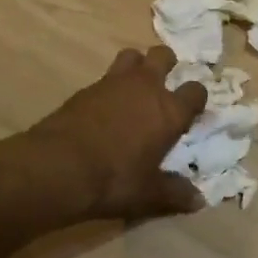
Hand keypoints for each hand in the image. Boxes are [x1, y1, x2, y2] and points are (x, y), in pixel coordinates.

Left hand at [29, 45, 208, 217]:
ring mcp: (113, 84)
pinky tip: (103, 107)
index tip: (191, 110)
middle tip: (164, 81)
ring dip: (136, 65)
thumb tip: (198, 201)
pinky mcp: (85, 89)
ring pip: (131, 55)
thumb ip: (175, 194)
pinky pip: (104, 77)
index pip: (195, 91)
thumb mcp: (149, 194)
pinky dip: (109, 86)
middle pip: (163, 56)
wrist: (58, 166)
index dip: (196, 98)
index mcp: (169, 111)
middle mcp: (145, 88)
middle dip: (167, 63)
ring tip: (133, 85)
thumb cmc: (114, 180)